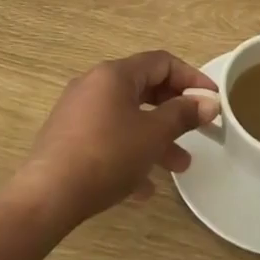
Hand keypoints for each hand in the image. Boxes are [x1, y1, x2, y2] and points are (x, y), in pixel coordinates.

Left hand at [10, 51, 217, 230]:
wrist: (47, 196)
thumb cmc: (107, 155)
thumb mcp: (153, 134)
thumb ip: (183, 115)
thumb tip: (208, 103)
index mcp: (115, 74)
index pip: (161, 62)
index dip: (191, 78)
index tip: (212, 100)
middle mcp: (94, 85)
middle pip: (144, 89)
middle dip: (174, 112)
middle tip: (198, 132)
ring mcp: (78, 112)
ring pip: (127, 118)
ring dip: (156, 138)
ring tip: (179, 167)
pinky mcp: (68, 139)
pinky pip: (108, 139)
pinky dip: (130, 154)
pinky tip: (144, 189)